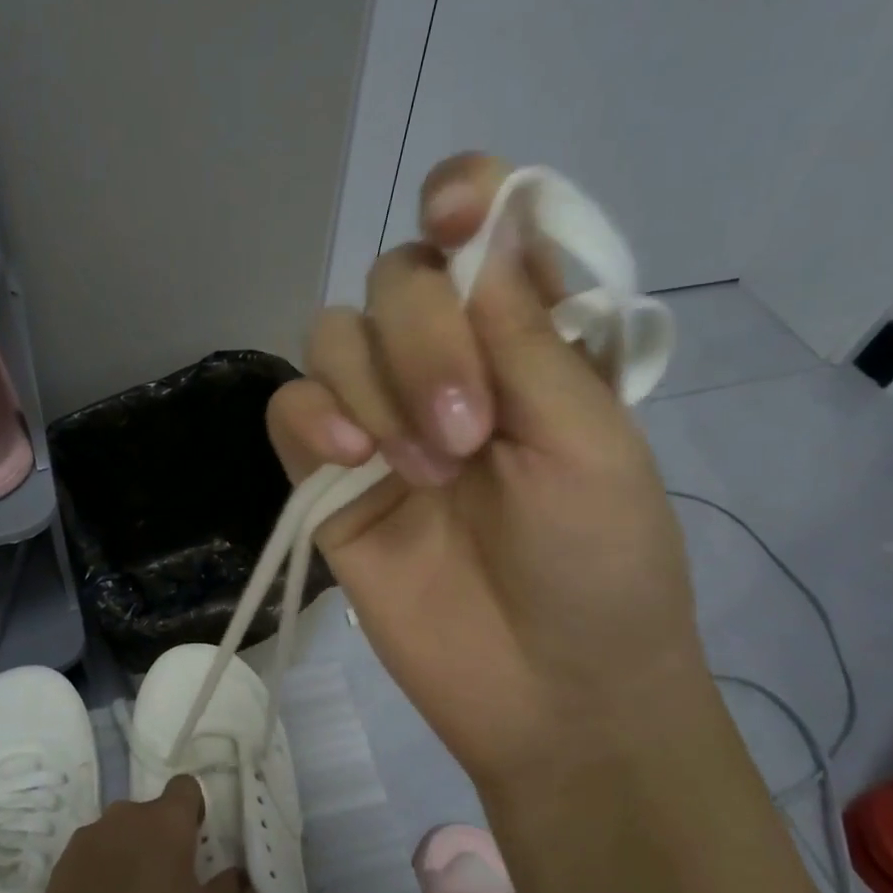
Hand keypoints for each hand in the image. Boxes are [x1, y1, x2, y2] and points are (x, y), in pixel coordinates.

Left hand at [35, 775, 244, 892]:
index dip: (192, 808)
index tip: (194, 839)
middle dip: (158, 835)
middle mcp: (128, 814)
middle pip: (150, 811)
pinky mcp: (64, 858)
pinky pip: (91, 850)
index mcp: (167, 820)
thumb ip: (228, 888)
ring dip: (127, 849)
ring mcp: (91, 833)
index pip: (185, 786)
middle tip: (163, 878)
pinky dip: (99, 866)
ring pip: (119, 830)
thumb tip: (237, 872)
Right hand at [267, 153, 710, 792]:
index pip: (483, 232)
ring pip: (334, 337)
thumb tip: (477, 230)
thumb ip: (526, 335)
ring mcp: (383, 419)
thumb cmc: (602, 565)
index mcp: (528, 341)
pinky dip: (311, 416)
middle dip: (423, 341)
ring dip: (373, 387)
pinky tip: (349, 457)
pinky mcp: (330, 477)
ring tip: (422, 470)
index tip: (454, 217)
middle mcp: (450, 364)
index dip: (464, 199)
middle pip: (395, 280)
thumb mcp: (589, 440)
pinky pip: (291, 407)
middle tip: (465, 431)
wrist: (552, 693)